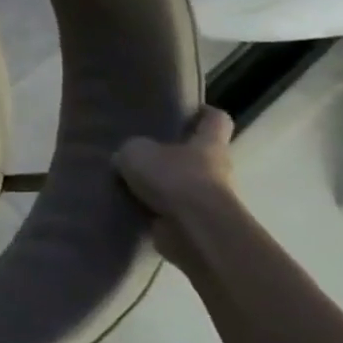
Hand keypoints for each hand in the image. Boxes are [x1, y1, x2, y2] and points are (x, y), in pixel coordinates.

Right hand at [113, 107, 237, 269]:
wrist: (195, 231)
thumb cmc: (174, 179)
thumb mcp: (137, 152)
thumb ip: (131, 150)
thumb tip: (125, 158)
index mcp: (209, 144)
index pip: (216, 120)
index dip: (204, 113)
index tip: (188, 111)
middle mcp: (216, 170)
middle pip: (199, 155)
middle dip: (174, 154)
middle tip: (143, 151)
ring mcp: (209, 201)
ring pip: (184, 186)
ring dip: (162, 186)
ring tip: (128, 182)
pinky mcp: (196, 225)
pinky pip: (172, 212)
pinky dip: (155, 211)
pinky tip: (130, 206)